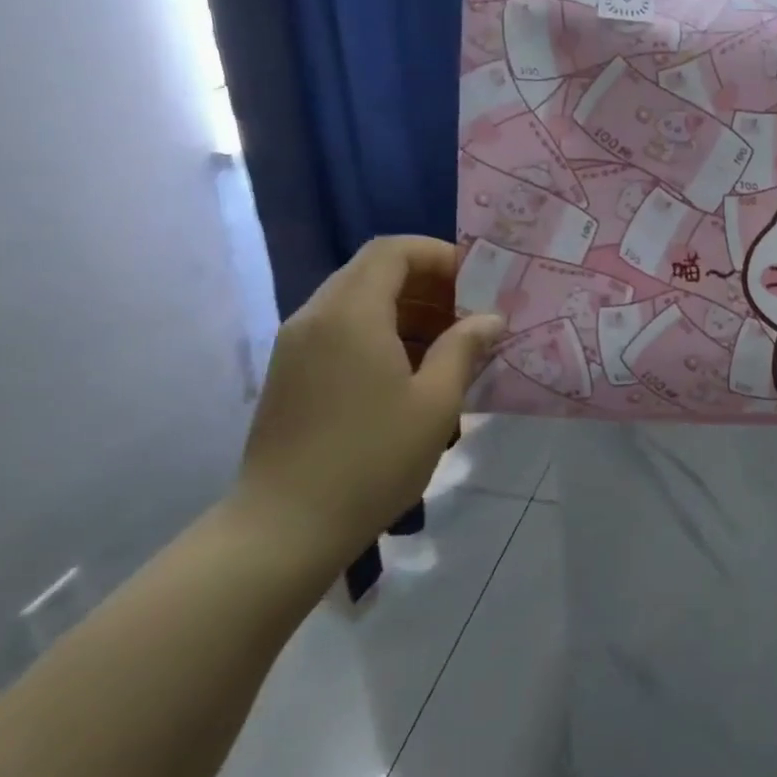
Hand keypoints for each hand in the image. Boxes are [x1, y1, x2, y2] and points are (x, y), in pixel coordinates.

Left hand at [232, 237, 503, 568]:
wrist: (286, 525)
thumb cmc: (372, 459)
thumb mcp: (435, 403)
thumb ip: (464, 349)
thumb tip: (491, 319)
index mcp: (351, 313)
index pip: (393, 250)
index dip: (439, 255)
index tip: (477, 283)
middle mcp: (317, 316)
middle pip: (374, 272)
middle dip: (428, 285)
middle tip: (470, 316)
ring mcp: (297, 345)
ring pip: (357, 302)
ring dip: (406, 311)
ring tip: (449, 346)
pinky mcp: (291, 373)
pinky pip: (341, 331)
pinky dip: (380, 333)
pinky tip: (411, 372)